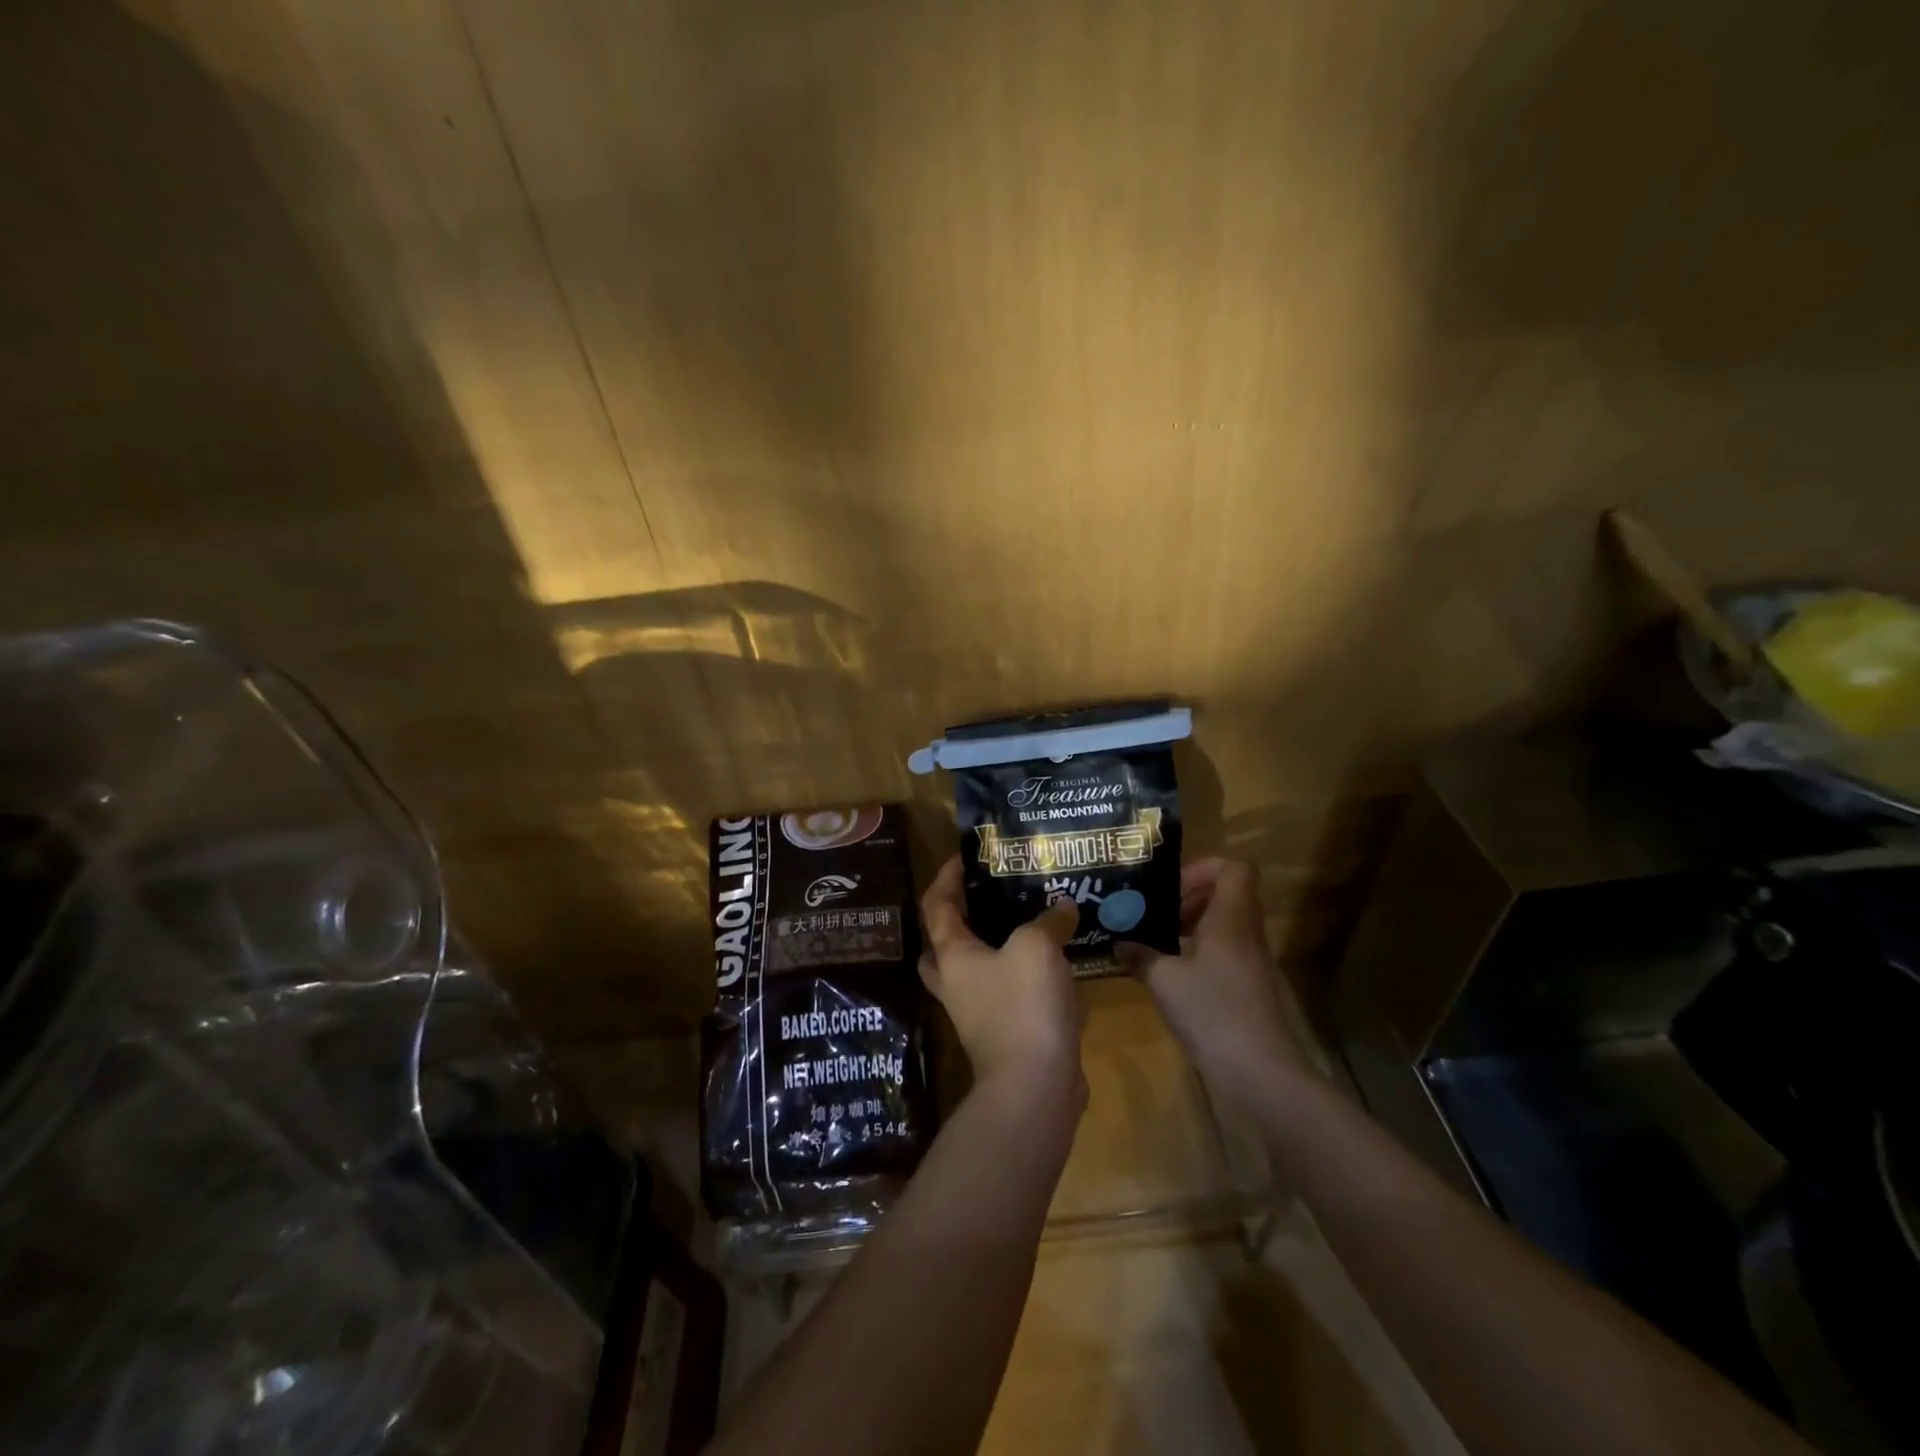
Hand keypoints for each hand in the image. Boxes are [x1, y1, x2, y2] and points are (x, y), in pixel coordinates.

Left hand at [919, 856, 1083, 1105]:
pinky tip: (1056, 965)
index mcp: (952, 956)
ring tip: (1030, 925)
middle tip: (989, 897)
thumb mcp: (1037, 947)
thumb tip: (1062, 906)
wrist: (1035, 1087)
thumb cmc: (1023, 1005)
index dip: (946, 877)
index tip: (965, 857)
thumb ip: (1048, 919)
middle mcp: (956, 983)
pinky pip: (1007, 995)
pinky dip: (1024, 978)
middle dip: (961, 919)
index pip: (936, 905)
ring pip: (977, 971)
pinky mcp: (1004, 1035)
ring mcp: (977, 1014)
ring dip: (996, 949)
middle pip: (944, 944)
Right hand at [1122, 858, 1315, 1107]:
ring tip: (1160, 944)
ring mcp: (1256, 965)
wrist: (1263, 1076)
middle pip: (1229, 896)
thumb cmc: (1213, 1013)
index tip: (1171, 887)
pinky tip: (1175, 979)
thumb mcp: (1164, 982)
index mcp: (1231, 920)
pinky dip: (1202, 955)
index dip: (1204, 868)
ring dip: (1195, 927)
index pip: (1235, 868)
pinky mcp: (1254, 992)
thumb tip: (1120, 943)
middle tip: (1157, 914)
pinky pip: (1228, 955)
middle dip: (1191, 898)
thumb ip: (1140, 956)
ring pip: (1228, 927)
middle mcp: (1248, 935)